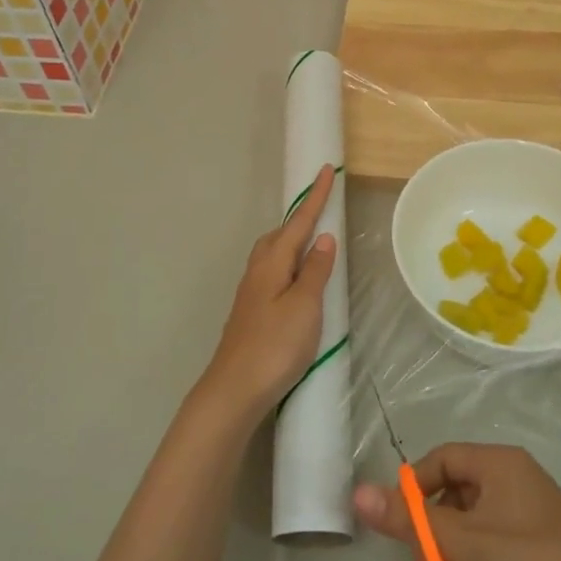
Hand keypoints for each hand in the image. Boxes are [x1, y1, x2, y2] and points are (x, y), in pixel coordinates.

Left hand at [199, 164, 338, 420]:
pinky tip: (293, 282)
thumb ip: (315, 271)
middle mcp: (257, 271)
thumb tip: (324, 237)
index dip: (315, 198)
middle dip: (300, 219)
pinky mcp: (251, 312)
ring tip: (311, 244)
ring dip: (291, 242)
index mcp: (272, 263)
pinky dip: (287, 265)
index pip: (299, 222)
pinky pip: (271, 273)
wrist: (234, 389)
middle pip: (280, 235)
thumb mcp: (304, 306)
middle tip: (321, 210)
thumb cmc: (275, 346)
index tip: (326, 170)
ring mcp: (251, 293)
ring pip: (272, 254)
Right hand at [353, 442, 560, 560]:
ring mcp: (529, 520)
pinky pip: (494, 558)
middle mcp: (514, 482)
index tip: (400, 530)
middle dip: (436, 549)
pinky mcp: (539, 555)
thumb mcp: (462, 543)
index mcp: (499, 464)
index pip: (441, 460)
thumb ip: (408, 520)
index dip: (414, 491)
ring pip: (471, 538)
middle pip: (453, 503)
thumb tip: (357, 492)